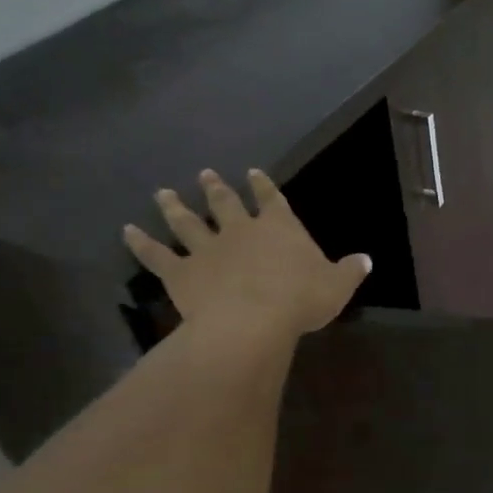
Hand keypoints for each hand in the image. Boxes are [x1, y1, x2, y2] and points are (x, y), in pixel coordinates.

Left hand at [124, 170, 369, 338]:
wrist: (254, 319)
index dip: (263, 186)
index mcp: (278, 228)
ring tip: (164, 193)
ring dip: (175, 207)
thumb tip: (366, 259)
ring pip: (186, 222)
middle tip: (205, 174)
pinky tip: (127, 230)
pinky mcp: (181, 272)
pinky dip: (140, 243)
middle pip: (224, 204)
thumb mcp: (338, 286)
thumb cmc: (301, 299)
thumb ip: (350, 270)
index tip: (254, 173)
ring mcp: (206, 249)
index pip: (271, 199)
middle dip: (216, 189)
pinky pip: (156, 255)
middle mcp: (239, 230)